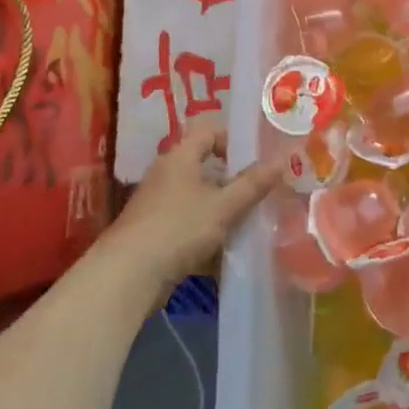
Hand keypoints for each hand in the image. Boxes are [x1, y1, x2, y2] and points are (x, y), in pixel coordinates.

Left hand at [108, 119, 284, 295]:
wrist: (126, 277)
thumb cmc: (178, 228)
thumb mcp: (223, 206)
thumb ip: (253, 184)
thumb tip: (282, 160)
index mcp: (180, 157)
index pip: (209, 131)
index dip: (233, 139)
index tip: (256, 158)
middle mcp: (166, 174)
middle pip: (204, 166)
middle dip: (232, 180)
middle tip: (260, 191)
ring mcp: (157, 204)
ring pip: (198, 198)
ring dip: (221, 209)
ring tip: (248, 222)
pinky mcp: (153, 233)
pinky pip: (187, 223)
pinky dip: (206, 233)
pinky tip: (224, 251)